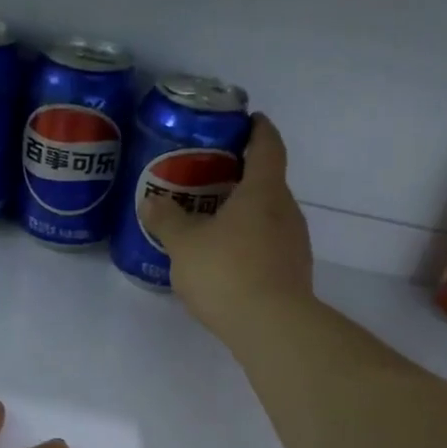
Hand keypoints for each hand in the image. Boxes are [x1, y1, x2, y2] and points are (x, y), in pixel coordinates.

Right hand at [139, 114, 313, 339]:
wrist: (272, 328)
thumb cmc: (227, 272)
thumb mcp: (184, 244)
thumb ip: (167, 220)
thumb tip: (151, 202)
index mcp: (264, 191)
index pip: (268, 146)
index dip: (258, 129)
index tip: (248, 119)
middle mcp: (286, 212)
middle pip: (267, 183)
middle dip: (240, 177)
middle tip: (207, 178)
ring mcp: (294, 245)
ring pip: (267, 217)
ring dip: (243, 214)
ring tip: (210, 221)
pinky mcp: (293, 274)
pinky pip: (268, 246)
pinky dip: (248, 244)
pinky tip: (224, 261)